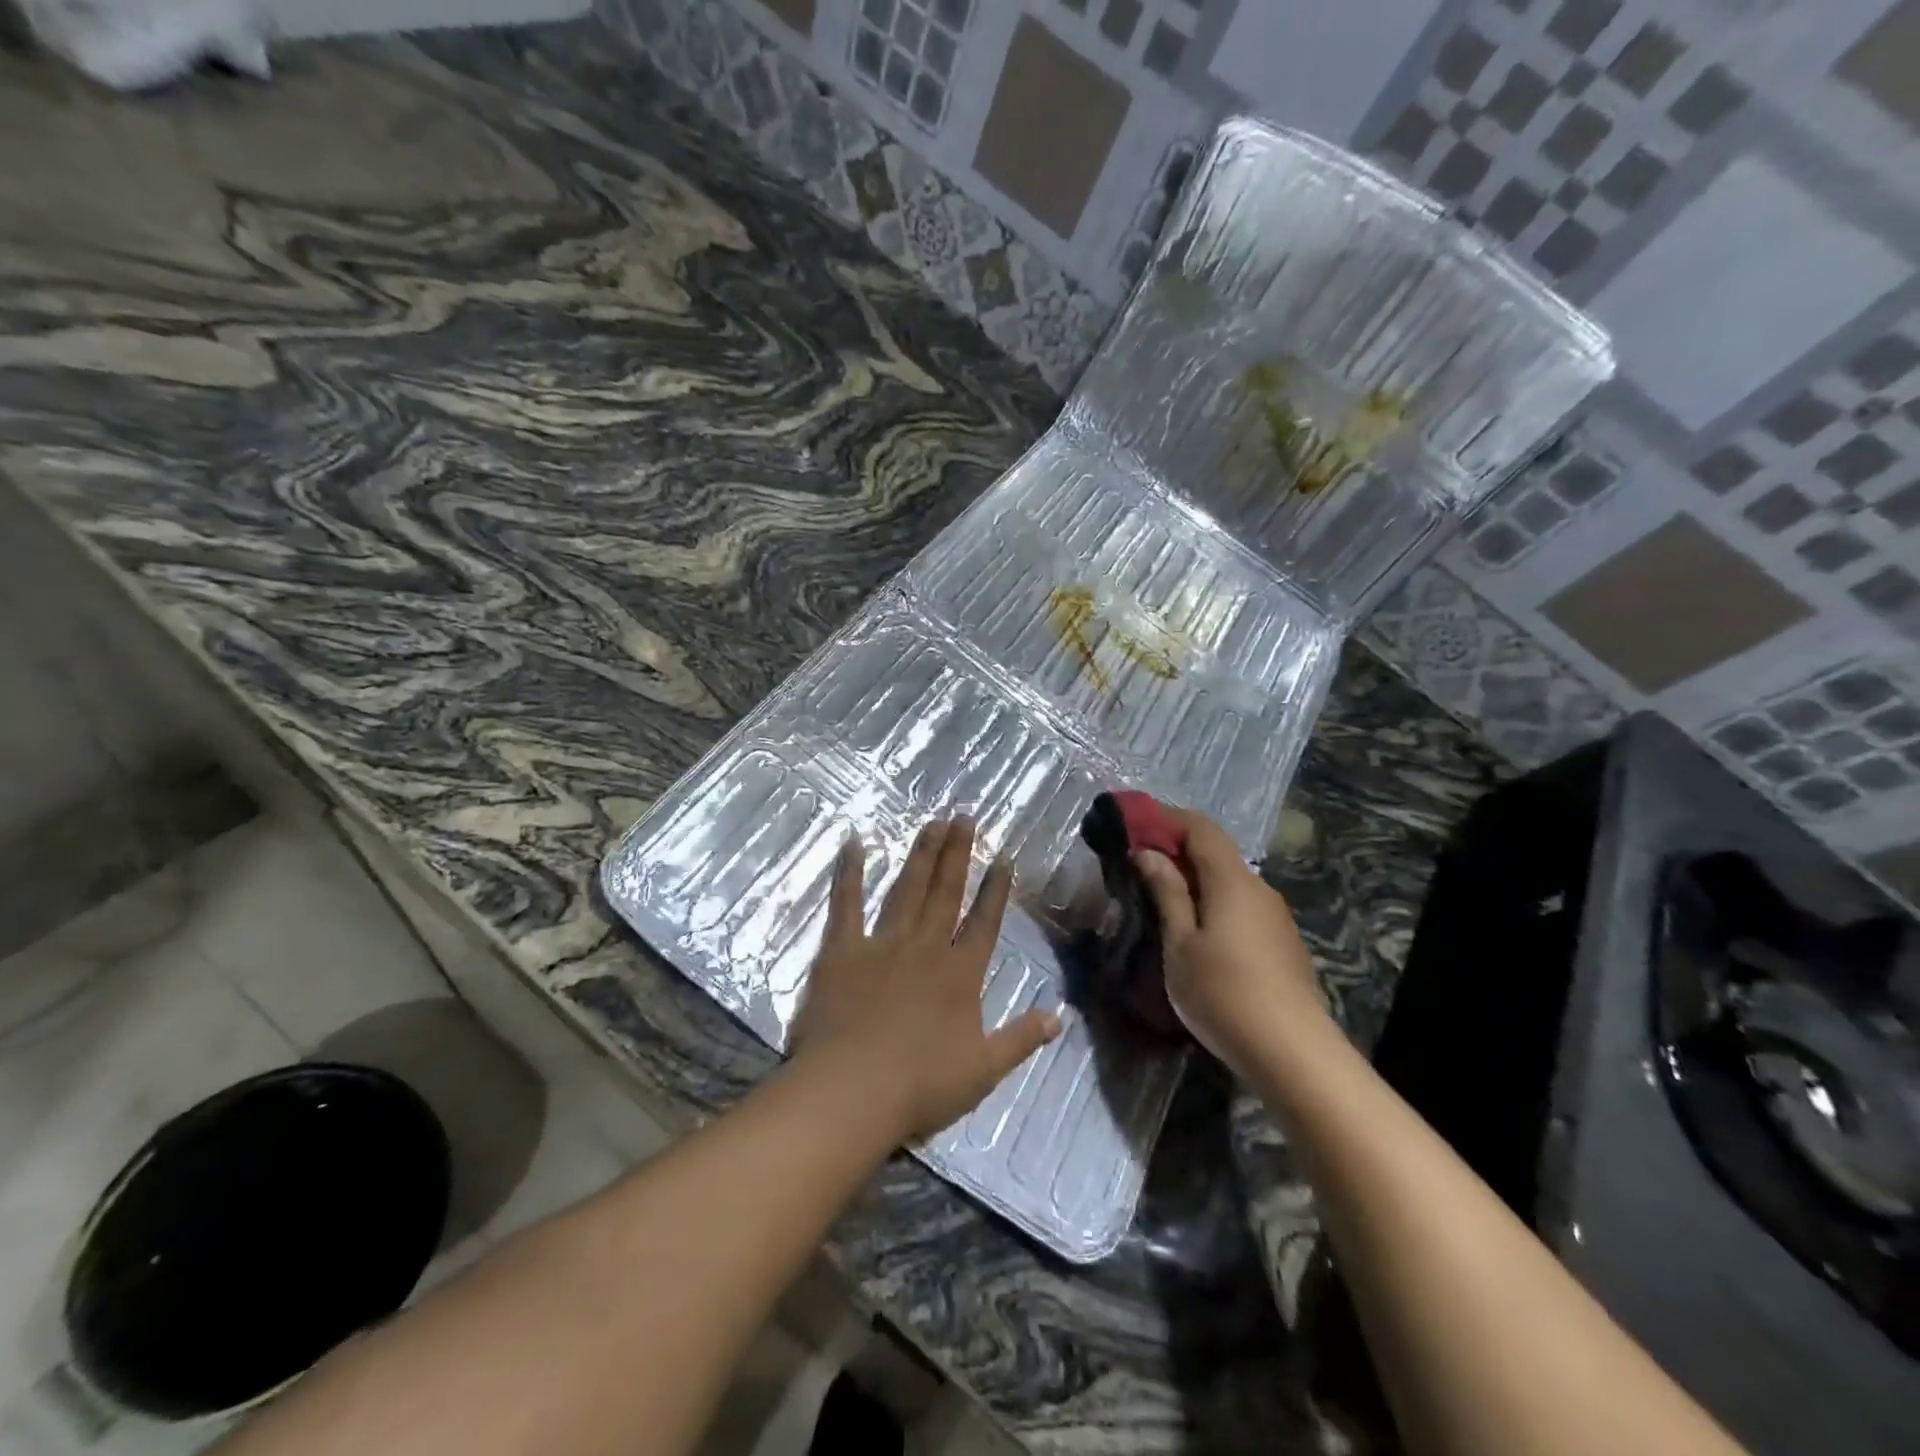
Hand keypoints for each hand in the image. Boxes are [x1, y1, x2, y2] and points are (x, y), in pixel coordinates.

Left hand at [791, 817, 1061, 1142]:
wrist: (852, 1091)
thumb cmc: (920, 1086)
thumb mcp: (983, 1070)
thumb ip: (1020, 1039)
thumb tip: (1058, 1018)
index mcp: (960, 974)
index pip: (984, 923)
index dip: (995, 890)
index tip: (1003, 858)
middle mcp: (926, 948)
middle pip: (945, 893)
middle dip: (957, 853)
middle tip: (963, 816)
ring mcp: (883, 944)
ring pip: (907, 890)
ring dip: (921, 855)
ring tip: (932, 822)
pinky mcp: (842, 950)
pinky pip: (846, 904)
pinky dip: (850, 873)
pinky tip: (854, 843)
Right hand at [1133, 808, 1328, 1073]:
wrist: (1293, 1053)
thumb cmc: (1223, 993)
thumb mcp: (1181, 944)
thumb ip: (1167, 893)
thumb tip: (1149, 853)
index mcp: (1231, 880)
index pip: (1200, 827)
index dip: (1167, 818)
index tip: (1135, 825)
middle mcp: (1258, 888)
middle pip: (1216, 852)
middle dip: (1177, 850)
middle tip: (1138, 865)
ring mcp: (1274, 916)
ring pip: (1229, 881)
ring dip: (1194, 879)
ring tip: (1161, 900)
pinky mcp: (1281, 941)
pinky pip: (1241, 905)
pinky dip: (1213, 902)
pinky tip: (1196, 931)